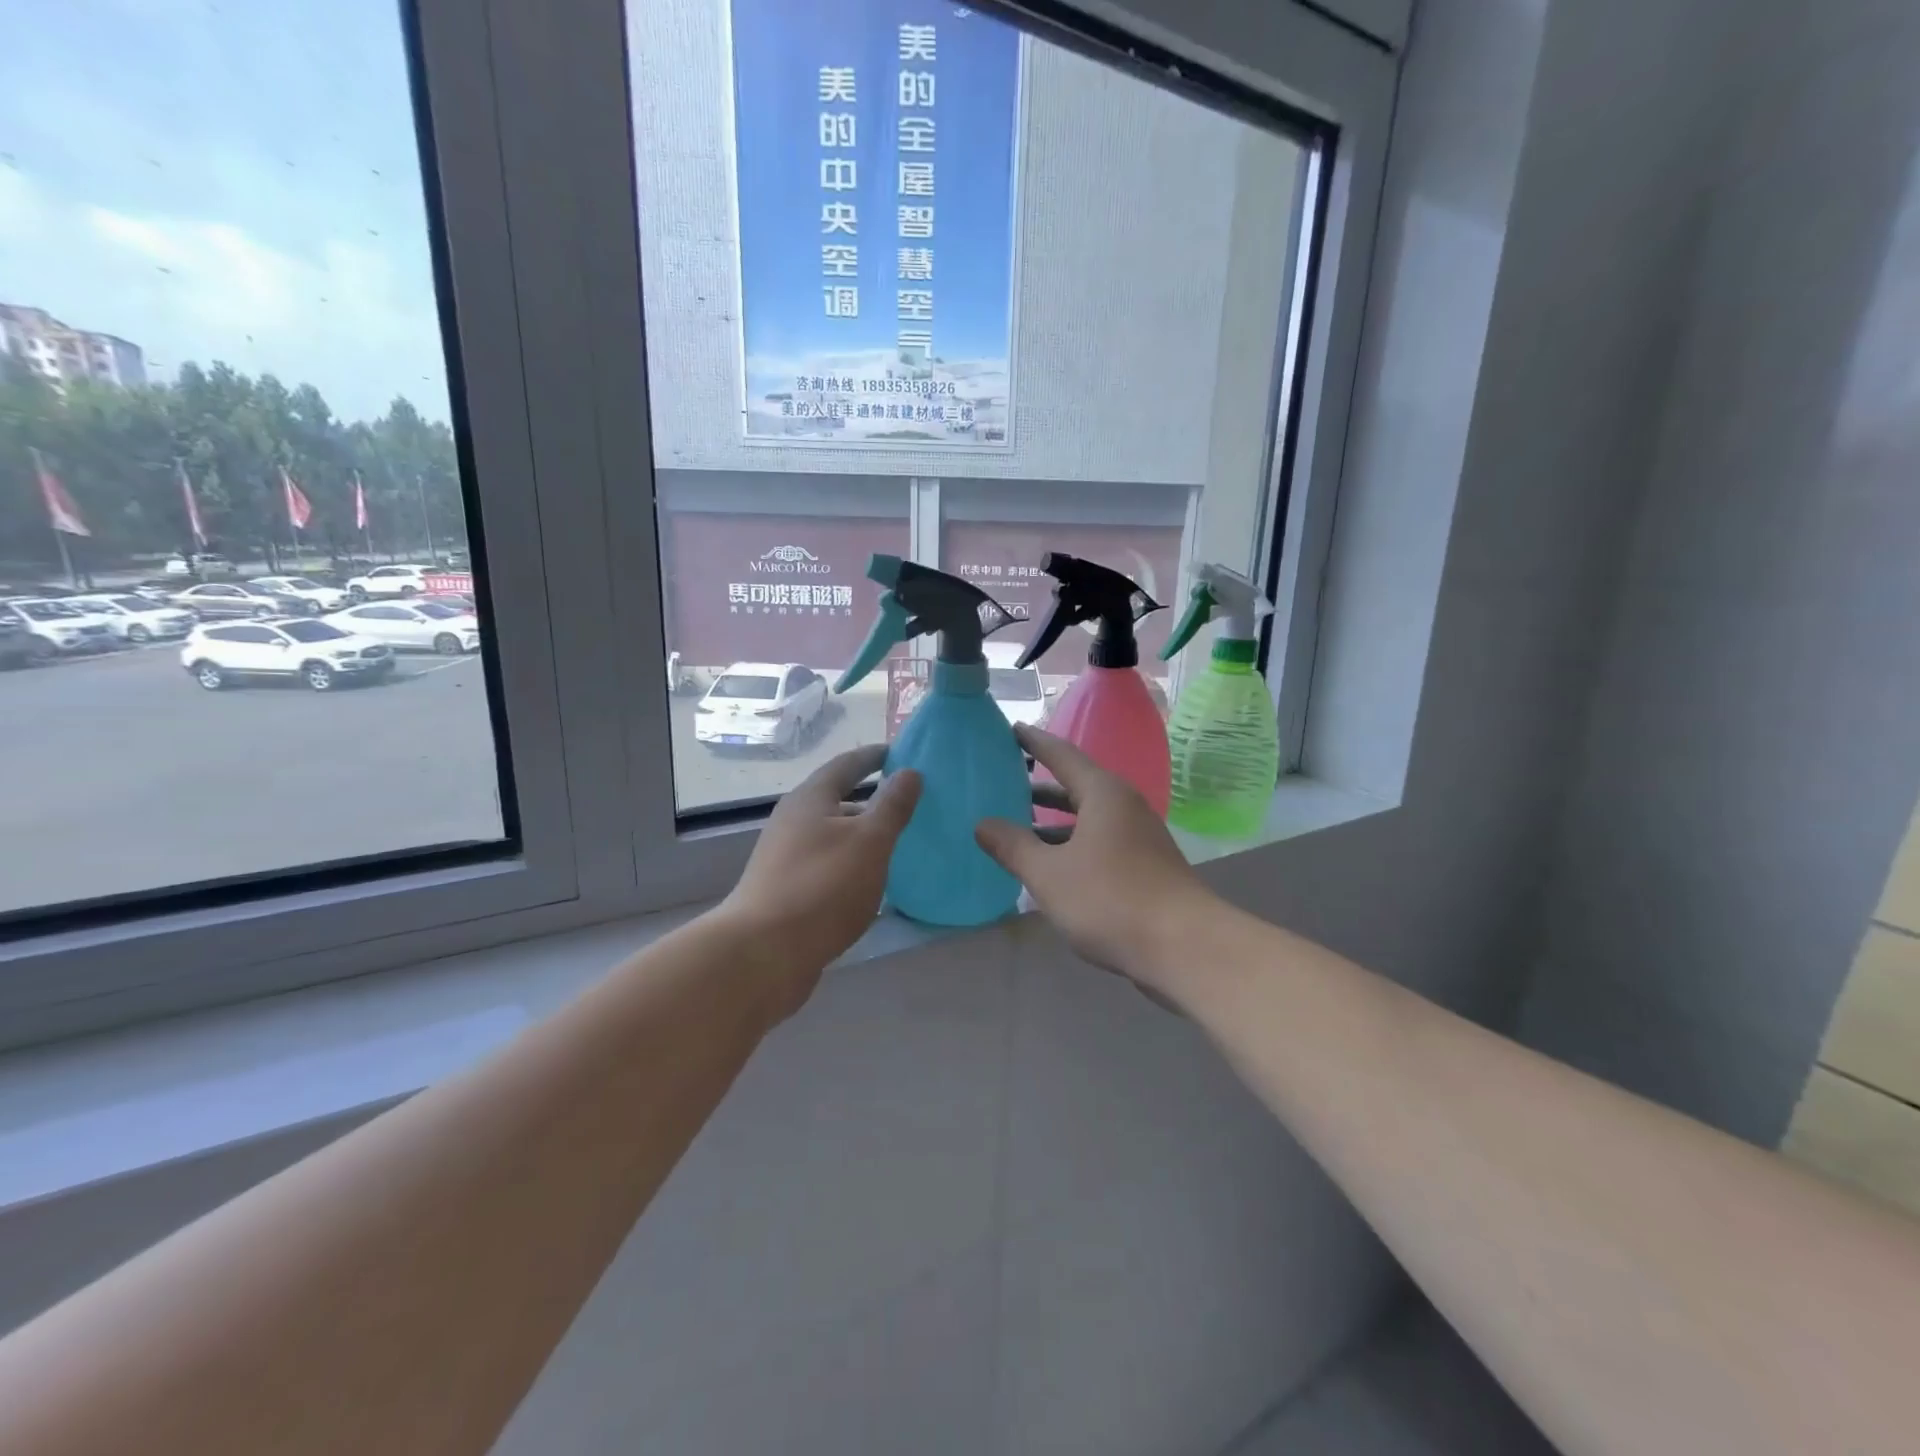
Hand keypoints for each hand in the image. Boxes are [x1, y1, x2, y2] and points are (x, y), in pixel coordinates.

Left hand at [718, 745, 920, 1019]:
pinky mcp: (785, 891)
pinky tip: (870, 883)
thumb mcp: (870, 841)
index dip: (874, 757)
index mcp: (810, 799)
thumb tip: (910, 771)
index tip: (899, 752)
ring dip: (861, 835)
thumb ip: (892, 806)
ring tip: (896, 844)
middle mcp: (793, 821)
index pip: (847, 765)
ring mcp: (785, 858)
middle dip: (871, 799)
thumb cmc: (822, 887)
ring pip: (832, 836)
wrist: (763, 953)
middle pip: (836, 800)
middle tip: (908, 803)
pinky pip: (827, 865)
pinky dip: (851, 864)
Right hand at [975, 726, 1214, 990]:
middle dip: (1040, 784)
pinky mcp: (1144, 865)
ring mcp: (1138, 836)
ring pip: (1087, 817)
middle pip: (1076, 785)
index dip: (1034, 742)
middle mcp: (1123, 806)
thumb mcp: (1049, 874)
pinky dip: (1071, 843)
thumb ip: (1013, 846)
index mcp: (1103, 793)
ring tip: (1017, 824)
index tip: (1010, 729)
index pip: (1061, 754)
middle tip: (1004, 779)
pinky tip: (1050, 864)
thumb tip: (982, 823)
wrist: (1184, 946)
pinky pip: (1099, 841)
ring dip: (1054, 820)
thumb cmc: (1110, 899)